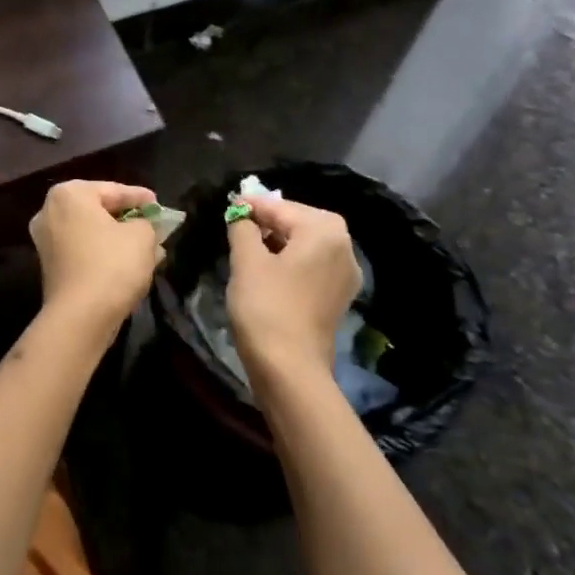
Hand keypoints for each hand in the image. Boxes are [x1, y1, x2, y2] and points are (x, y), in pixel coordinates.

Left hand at [29, 180, 159, 334]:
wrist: (80, 317)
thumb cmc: (112, 264)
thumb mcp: (142, 236)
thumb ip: (146, 223)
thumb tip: (142, 227)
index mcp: (69, 194)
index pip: (113, 190)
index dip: (140, 197)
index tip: (158, 204)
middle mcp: (50, 211)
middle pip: (99, 210)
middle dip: (128, 220)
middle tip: (153, 225)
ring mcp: (46, 240)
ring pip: (92, 233)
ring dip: (119, 239)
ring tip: (148, 247)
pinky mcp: (50, 266)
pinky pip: (84, 251)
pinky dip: (104, 254)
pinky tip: (129, 264)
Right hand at [226, 196, 361, 385]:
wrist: (289, 369)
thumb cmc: (266, 306)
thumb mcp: (246, 260)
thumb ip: (243, 227)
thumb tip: (242, 215)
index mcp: (324, 231)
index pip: (280, 207)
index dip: (252, 206)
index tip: (229, 205)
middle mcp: (344, 247)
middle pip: (299, 222)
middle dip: (268, 222)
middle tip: (237, 225)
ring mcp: (345, 274)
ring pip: (307, 244)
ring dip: (279, 242)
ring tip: (248, 247)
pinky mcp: (339, 296)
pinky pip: (313, 265)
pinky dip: (291, 261)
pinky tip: (268, 270)